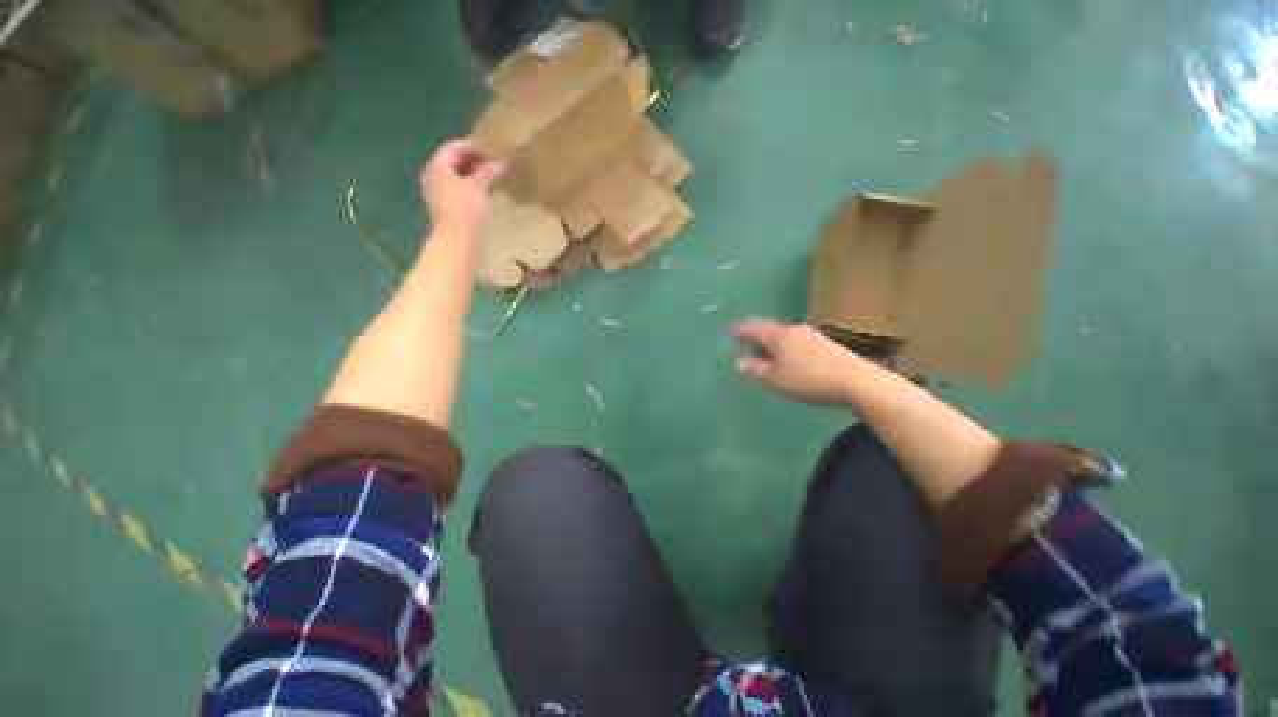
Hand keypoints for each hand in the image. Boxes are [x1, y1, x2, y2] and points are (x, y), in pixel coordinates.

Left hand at [420, 139, 504, 238]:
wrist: (457, 243)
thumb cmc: (465, 211)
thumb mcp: (478, 187)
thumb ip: (488, 172)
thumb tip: (500, 163)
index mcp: (438, 167)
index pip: (454, 148)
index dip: (473, 146)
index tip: (492, 150)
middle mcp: (434, 177)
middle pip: (454, 162)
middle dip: (475, 161)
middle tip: (495, 163)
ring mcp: (440, 194)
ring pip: (458, 177)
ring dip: (476, 175)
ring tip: (495, 177)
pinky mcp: (448, 208)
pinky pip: (461, 191)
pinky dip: (474, 188)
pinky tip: (488, 192)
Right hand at [735, 320, 859, 405]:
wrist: (855, 380)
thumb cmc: (807, 379)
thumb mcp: (775, 379)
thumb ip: (755, 370)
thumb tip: (740, 363)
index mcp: (776, 335)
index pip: (751, 327)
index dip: (740, 333)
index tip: (734, 341)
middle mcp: (792, 328)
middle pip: (768, 330)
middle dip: (757, 342)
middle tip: (752, 356)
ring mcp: (811, 334)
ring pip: (784, 336)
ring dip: (773, 347)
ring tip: (772, 363)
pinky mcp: (825, 342)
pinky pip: (798, 342)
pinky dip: (788, 350)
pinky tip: (794, 364)